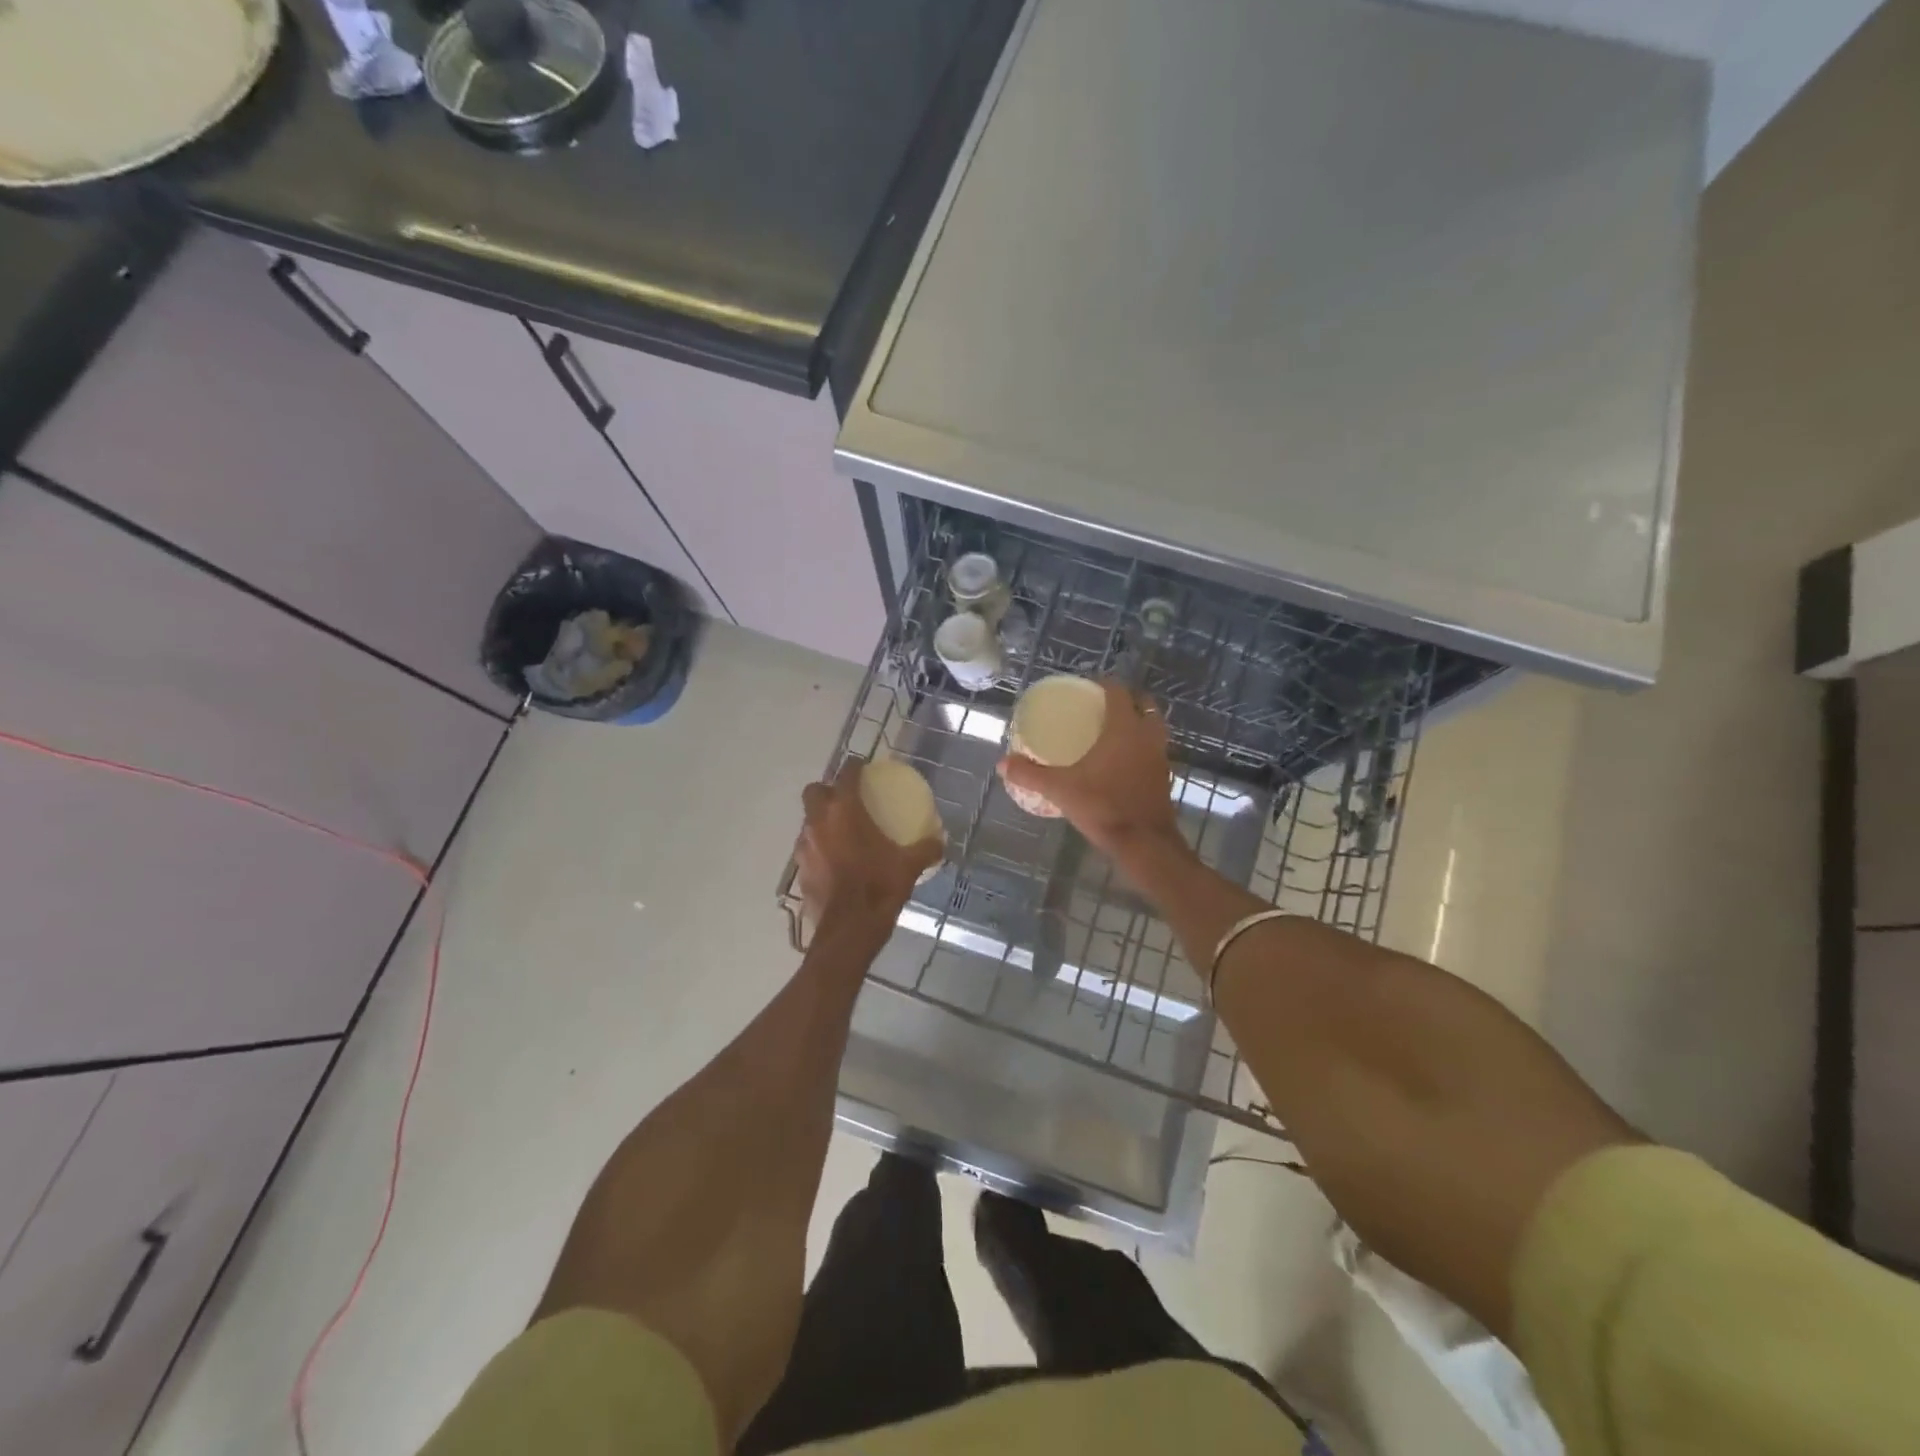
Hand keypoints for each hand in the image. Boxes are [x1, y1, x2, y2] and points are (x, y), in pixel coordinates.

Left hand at [795, 760, 942, 934]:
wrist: (849, 929)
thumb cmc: (879, 888)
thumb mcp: (909, 866)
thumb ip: (925, 848)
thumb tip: (940, 842)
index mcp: (845, 811)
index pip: (846, 774)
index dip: (854, 767)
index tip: (863, 768)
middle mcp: (819, 822)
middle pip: (814, 791)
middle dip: (828, 790)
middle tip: (846, 800)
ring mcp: (805, 846)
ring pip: (808, 821)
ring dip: (821, 821)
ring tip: (841, 832)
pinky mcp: (800, 870)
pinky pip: (808, 849)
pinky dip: (820, 849)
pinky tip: (835, 862)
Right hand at [998, 680, 1181, 858]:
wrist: (1144, 843)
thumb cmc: (1103, 806)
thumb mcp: (1060, 789)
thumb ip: (1030, 774)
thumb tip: (1002, 763)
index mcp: (1124, 728)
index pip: (1119, 692)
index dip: (1104, 684)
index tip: (1088, 685)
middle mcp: (1147, 736)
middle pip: (1144, 704)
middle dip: (1127, 700)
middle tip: (1102, 706)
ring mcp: (1160, 757)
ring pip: (1154, 727)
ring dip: (1138, 723)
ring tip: (1113, 730)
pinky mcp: (1164, 777)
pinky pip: (1154, 750)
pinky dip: (1142, 747)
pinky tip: (1122, 761)